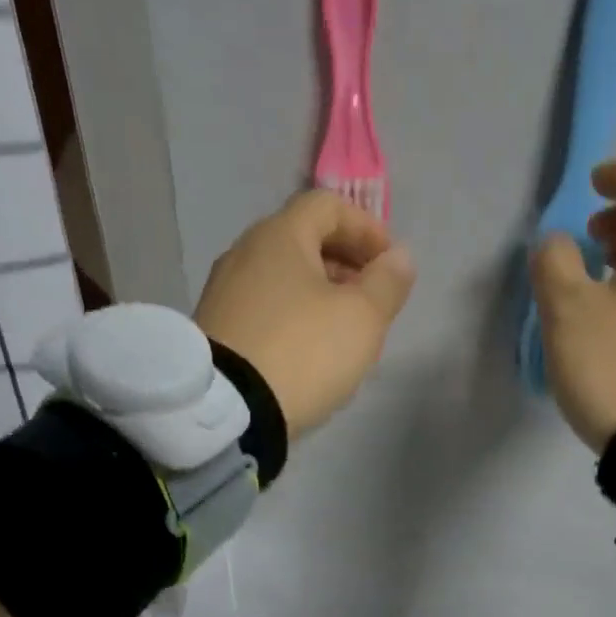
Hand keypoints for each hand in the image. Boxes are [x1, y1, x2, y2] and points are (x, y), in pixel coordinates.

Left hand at [194, 190, 416, 435]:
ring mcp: (224, 293)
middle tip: (372, 301)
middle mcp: (244, 253)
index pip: (328, 205)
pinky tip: (308, 354)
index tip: (390, 264)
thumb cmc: (304, 352)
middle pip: (304, 241)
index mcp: (279, 236)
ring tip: (345, 333)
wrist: (229, 411)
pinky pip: (265, 310)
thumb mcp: (362, 318)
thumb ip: (387, 282)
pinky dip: (294, 318)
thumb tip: (399, 256)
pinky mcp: (216, 330)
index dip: (367, 228)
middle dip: (346, 265)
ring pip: (284, 279)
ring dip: (321, 295)